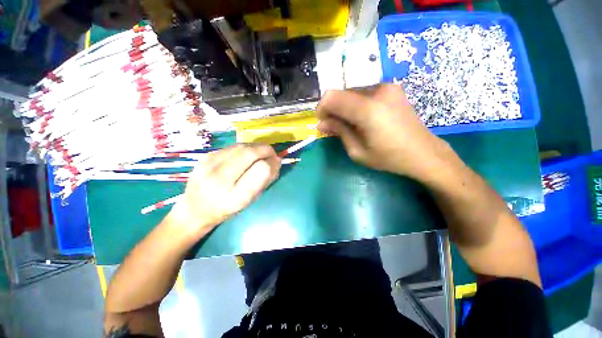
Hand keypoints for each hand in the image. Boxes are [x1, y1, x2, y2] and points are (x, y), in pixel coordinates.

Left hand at [166, 144, 280, 238]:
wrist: (194, 209)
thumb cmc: (227, 209)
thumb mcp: (250, 200)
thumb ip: (265, 180)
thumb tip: (276, 161)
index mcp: (235, 196)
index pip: (261, 169)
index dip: (272, 163)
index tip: (277, 162)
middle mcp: (220, 177)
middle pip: (250, 153)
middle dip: (266, 150)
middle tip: (272, 154)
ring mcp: (210, 163)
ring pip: (242, 146)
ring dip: (256, 147)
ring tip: (261, 153)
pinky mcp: (206, 155)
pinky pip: (233, 146)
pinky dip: (246, 148)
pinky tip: (247, 154)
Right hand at [316, 84, 453, 180]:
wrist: (423, 152)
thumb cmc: (389, 157)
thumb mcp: (357, 151)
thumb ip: (339, 132)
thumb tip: (321, 123)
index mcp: (368, 110)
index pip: (332, 97)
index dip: (322, 108)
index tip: (322, 122)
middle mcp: (377, 91)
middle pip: (341, 92)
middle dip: (333, 109)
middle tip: (334, 126)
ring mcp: (387, 87)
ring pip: (352, 92)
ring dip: (344, 107)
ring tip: (350, 124)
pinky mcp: (392, 88)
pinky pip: (364, 92)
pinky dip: (356, 104)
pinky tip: (362, 118)